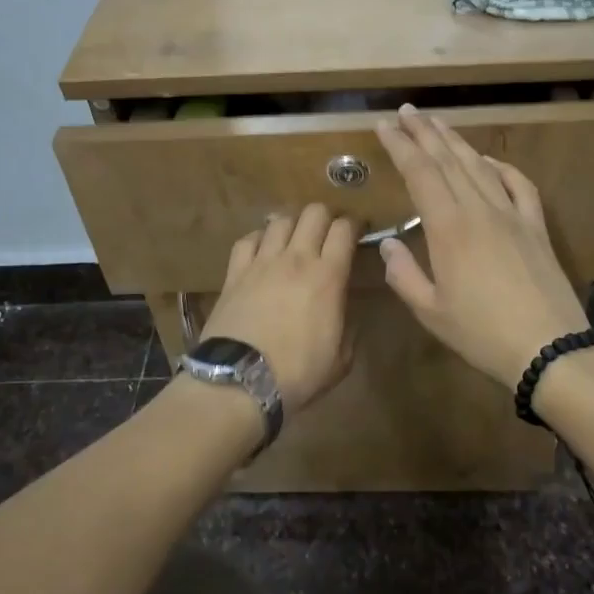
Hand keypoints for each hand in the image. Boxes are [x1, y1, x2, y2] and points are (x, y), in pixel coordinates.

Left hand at [201, 204, 357, 410]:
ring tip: (296, 235)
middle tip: (329, 232)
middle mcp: (296, 258)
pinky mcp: (235, 272)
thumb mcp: (341, 358)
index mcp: (328, 276)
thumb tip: (347, 310)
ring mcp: (262, 262)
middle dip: (326, 216)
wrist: (241, 380)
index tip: (358, 230)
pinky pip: (248, 239)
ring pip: (280, 220)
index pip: (345, 230)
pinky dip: (260, 237)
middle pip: (313, 213)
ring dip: (293, 223)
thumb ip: (350, 327)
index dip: (355, 224)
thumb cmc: (298, 373)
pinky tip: (263, 248)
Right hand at [373, 105, 587, 389]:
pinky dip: (501, 167)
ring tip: (438, 123)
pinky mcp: (536, 227)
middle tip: (407, 111)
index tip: (384, 125)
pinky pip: (518, 185)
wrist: (550, 348)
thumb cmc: (482, 333)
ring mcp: (512, 215)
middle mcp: (479, 210)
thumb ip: (404, 275)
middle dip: (424, 132)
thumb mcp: (431, 312)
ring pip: (480, 166)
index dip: (401, 146)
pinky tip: (489, 160)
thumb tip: (389, 242)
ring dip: (456, 141)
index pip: (420, 173)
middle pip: (448, 160)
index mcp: (449, 228)